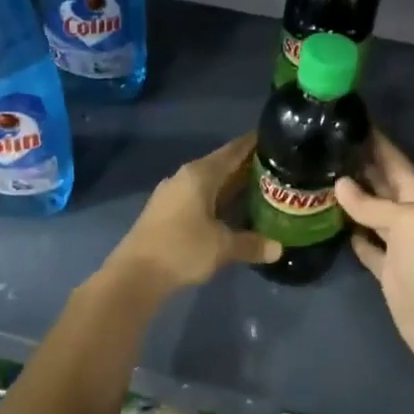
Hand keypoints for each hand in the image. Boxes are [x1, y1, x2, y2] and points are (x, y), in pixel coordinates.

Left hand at [105, 134, 280, 294]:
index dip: (254, 144)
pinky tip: (230, 212)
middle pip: (221, 165)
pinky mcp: (164, 211)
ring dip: (231, 186)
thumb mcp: (222, 247)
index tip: (276, 139)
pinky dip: (216, 200)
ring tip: (259, 190)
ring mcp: (171, 193)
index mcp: (200, 174)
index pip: (233, 150)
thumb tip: (278, 248)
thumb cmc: (182, 250)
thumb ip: (251, 244)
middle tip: (277, 170)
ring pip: (208, 183)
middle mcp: (184, 177)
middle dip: (246, 167)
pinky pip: (198, 197)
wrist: (135, 274)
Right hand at [335, 131, 413, 376]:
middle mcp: (410, 215)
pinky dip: (353, 233)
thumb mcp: (407, 224)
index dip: (376, 140)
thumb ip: (373, 204)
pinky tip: (334, 221)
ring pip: (371, 212)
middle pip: (382, 183)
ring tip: (322, 175)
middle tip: (327, 143)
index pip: (395, 161)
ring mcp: (398, 244)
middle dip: (360, 164)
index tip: (351, 118)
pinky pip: (366, 244)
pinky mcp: (386, 269)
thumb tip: (340, 183)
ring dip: (352, 197)